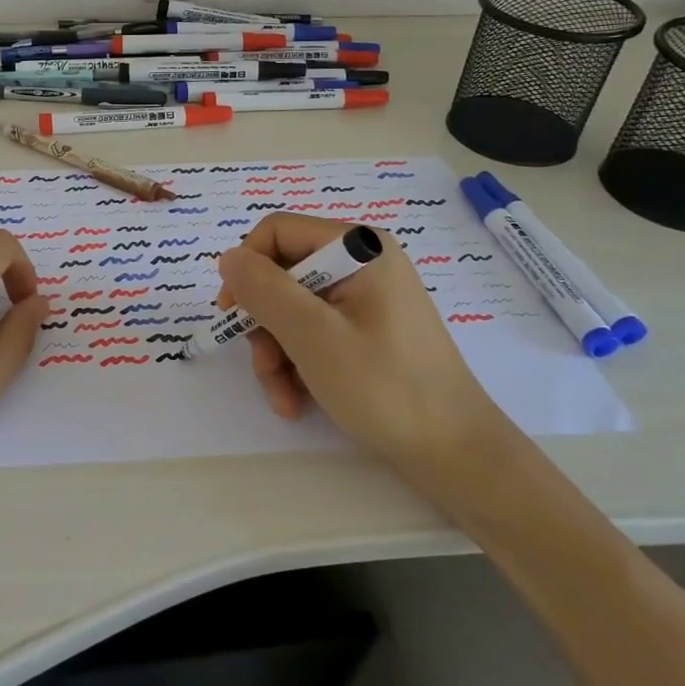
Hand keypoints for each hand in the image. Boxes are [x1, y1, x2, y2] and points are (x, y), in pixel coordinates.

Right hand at [216, 214, 510, 474]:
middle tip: (263, 365)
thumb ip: (265, 290)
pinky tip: (296, 400)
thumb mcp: (314, 336)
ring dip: (276, 352)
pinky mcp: (367, 330)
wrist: (456, 453)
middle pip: (282, 274)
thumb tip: (228, 258)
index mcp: (358, 248)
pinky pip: (314, 331)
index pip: (277, 232)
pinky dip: (297, 363)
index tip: (232, 314)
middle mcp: (362, 263)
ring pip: (292, 308)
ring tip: (283, 396)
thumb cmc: (386, 388)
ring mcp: (366, 298)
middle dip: (263, 323)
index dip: (247, 268)